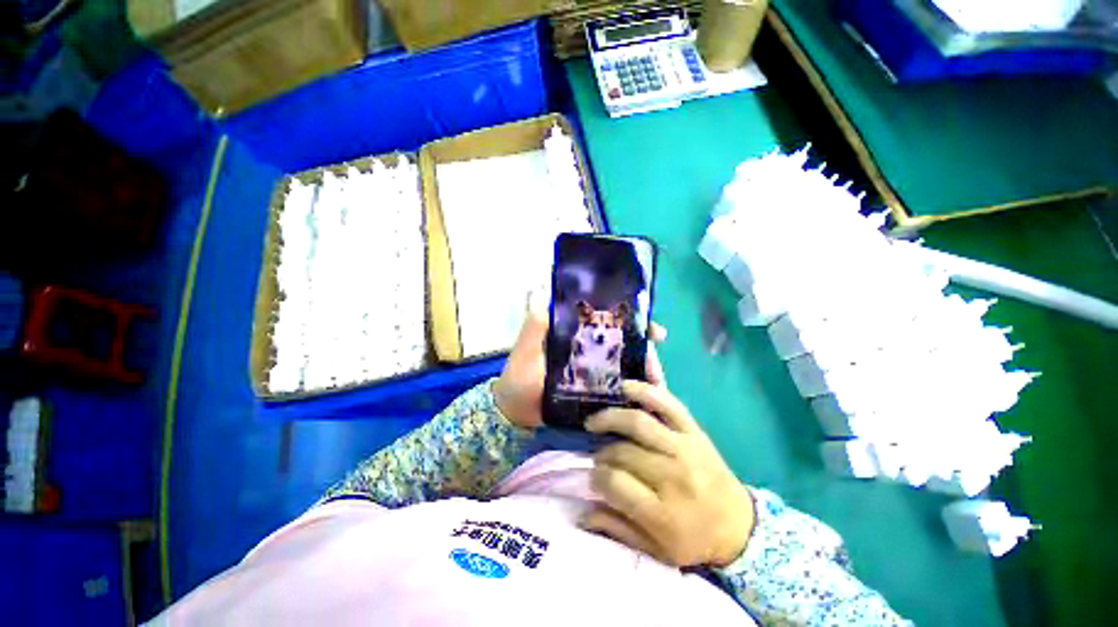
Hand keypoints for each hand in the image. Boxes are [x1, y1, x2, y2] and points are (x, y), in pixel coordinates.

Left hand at [493, 292, 667, 429]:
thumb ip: (534, 324)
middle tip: (656, 370)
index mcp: (577, 335)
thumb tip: (540, 288)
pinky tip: (647, 402)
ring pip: (626, 369)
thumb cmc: (519, 378)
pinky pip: (618, 392)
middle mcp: (590, 351)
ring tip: (656, 387)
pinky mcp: (594, 395)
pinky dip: (634, 395)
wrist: (514, 414)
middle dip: (646, 354)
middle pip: (626, 347)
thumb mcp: (525, 349)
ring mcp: (594, 374)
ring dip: (645, 375)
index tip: (654, 331)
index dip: (634, 324)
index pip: (611, 323)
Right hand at [581, 381, 755, 567]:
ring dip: (612, 416)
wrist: (739, 525)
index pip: (615, 483)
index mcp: (663, 513)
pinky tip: (625, 388)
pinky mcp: (694, 430)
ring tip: (596, 420)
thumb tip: (582, 513)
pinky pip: (668, 403)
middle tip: (596, 454)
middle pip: (624, 451)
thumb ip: (618, 529)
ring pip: (639, 422)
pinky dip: (645, 390)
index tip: (592, 476)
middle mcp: (673, 476)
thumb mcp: (657, 550)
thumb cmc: (694, 540)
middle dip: (602, 451)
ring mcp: (685, 448)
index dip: (597, 477)